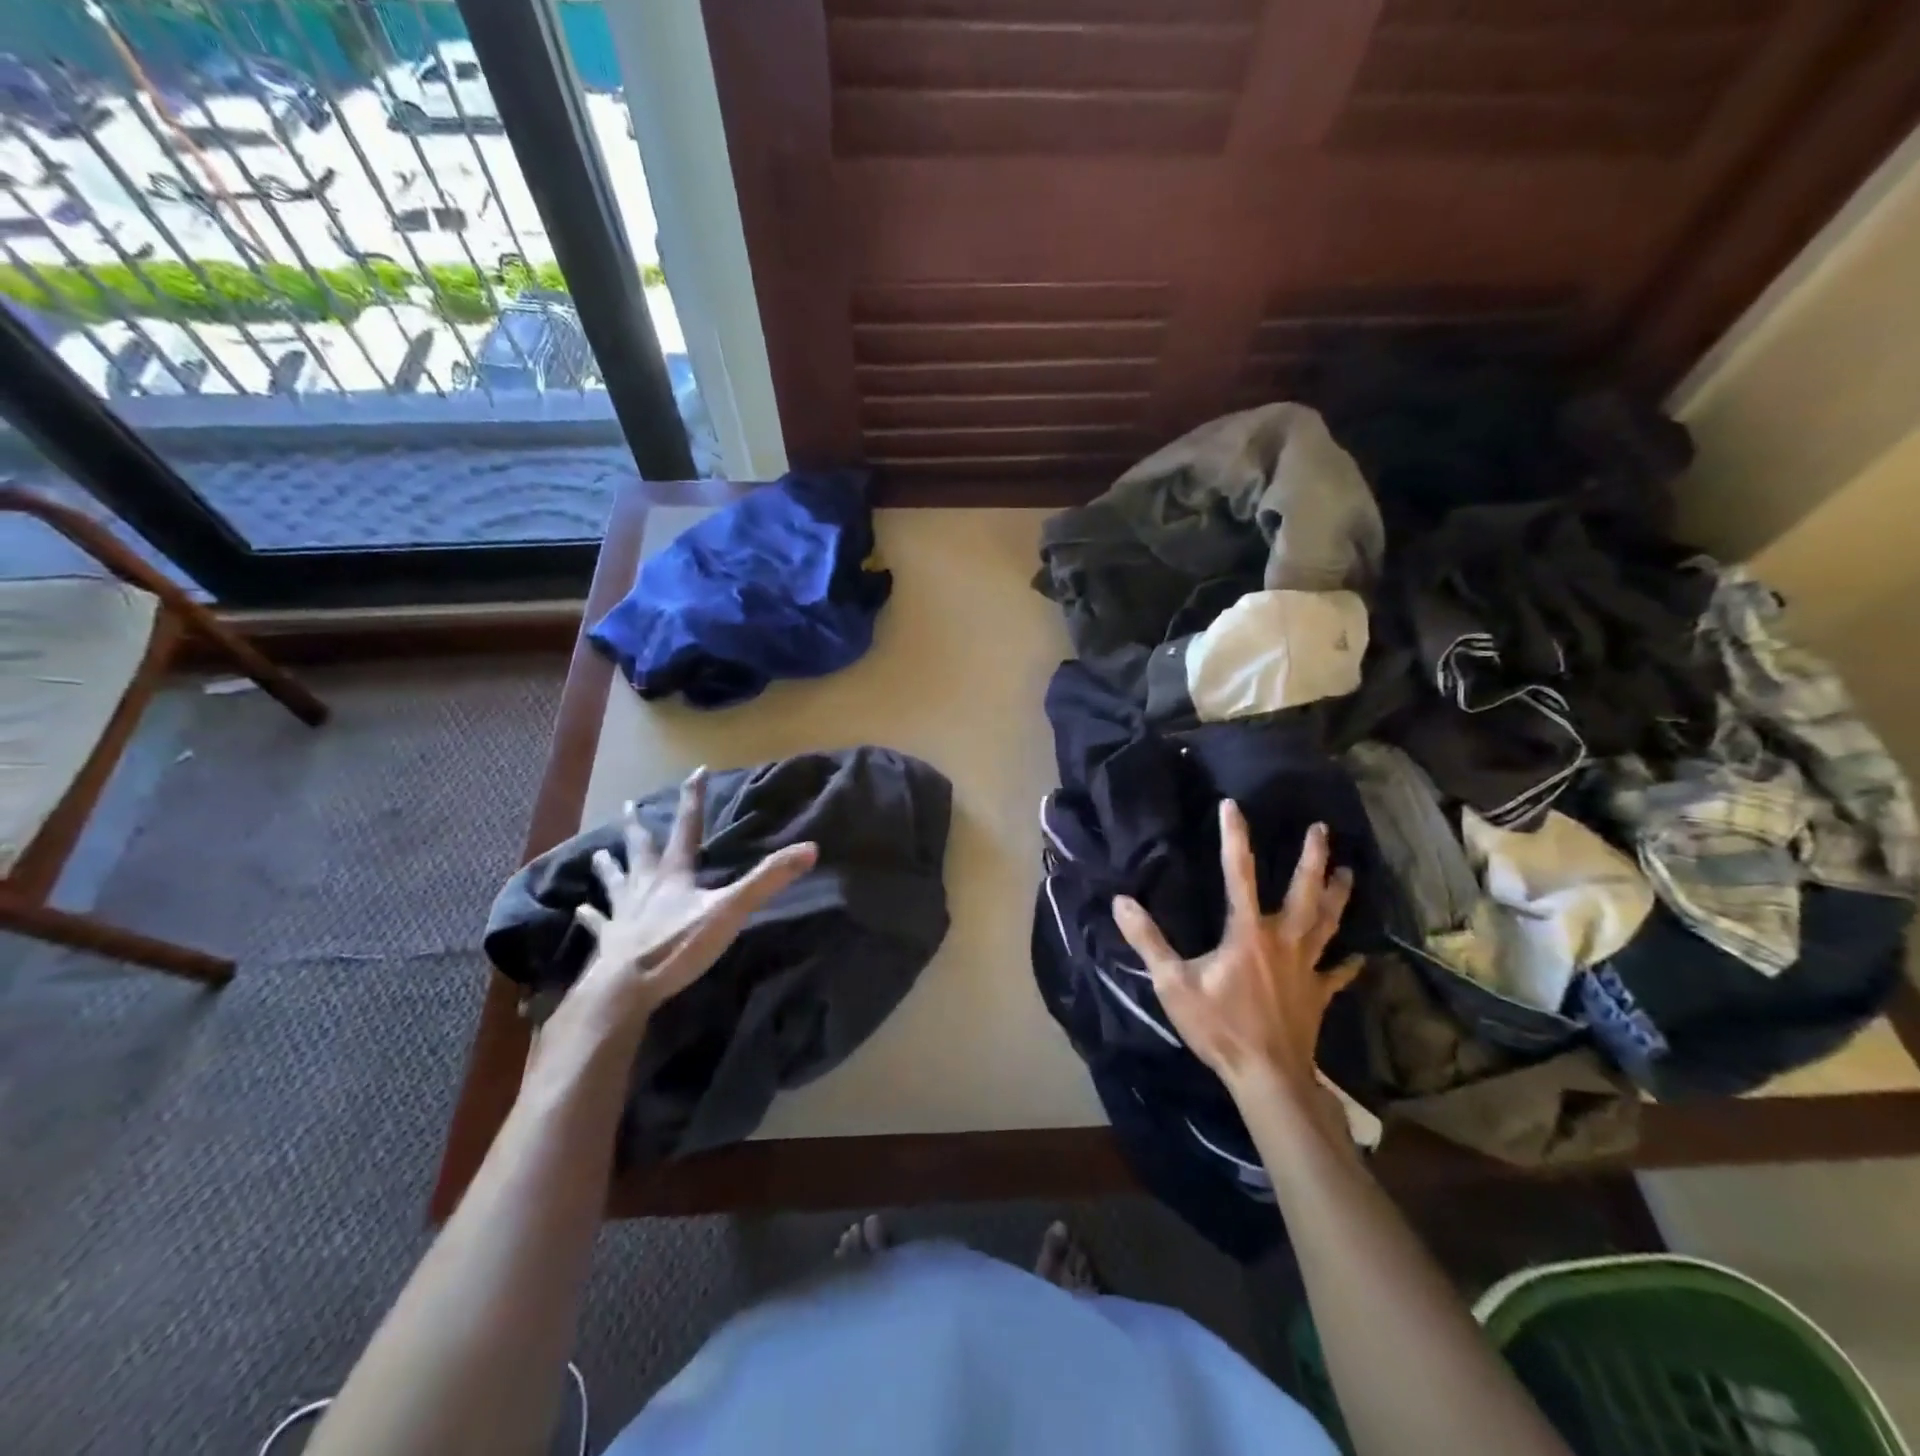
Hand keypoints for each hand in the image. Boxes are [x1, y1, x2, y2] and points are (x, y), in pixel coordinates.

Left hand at [557, 768, 816, 1042]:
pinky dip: (590, 916)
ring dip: (609, 866)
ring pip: (615, 881)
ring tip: (597, 854)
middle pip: (642, 849)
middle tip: (629, 806)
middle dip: (639, 826)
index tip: (696, 771)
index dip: (693, 799)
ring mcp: (624, 913)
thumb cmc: (679, 945)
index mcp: (674, 874)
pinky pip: (598, 923)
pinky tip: (580, 911)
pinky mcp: (609, 941)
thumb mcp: (730, 909)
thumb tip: (809, 848)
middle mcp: (646, 886)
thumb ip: (768, 880)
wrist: (627, 987)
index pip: (687, 827)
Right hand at [1112, 803, 1359, 1101]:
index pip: (1239, 874)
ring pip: (1328, 924)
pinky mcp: (1318, 995)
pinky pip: (1338, 974)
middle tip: (1323, 830)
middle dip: (1313, 859)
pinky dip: (1349, 964)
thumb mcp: (1173, 984)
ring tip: (1349, 872)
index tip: (1232, 806)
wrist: (1267, 1077)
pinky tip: (1360, 956)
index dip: (1234, 838)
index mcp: (1247, 933)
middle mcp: (1283, 941)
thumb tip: (1121, 901)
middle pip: (1304, 893)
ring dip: (1338, 896)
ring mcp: (1307, 968)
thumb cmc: (1219, 1027)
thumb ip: (1147, 940)